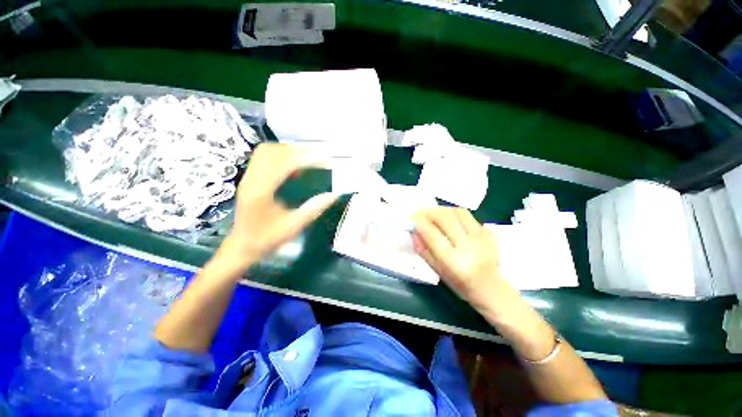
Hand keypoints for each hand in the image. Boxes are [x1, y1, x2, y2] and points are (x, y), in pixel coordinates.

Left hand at [225, 144, 337, 265]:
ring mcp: (247, 178)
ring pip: (265, 152)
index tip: (324, 160)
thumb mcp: (293, 226)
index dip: (305, 159)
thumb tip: (334, 194)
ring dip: (287, 150)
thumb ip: (314, 209)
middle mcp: (251, 180)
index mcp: (261, 192)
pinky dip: (280, 156)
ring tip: (306, 157)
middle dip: (296, 150)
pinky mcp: (249, 180)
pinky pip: (263, 159)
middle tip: (317, 155)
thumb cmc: (267, 239)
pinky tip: (293, 167)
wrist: (241, 246)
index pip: (283, 164)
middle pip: (271, 151)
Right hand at [412, 208, 508, 310]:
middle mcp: (469, 247)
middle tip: (421, 212)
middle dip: (430, 212)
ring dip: (442, 210)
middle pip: (446, 218)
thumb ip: (423, 249)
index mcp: (454, 261)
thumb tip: (413, 230)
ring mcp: (482, 238)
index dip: (420, 222)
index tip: (412, 217)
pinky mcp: (489, 232)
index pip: (432, 234)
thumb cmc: (460, 284)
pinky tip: (450, 221)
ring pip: (458, 212)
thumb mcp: (437, 270)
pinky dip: (454, 214)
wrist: (491, 288)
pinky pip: (468, 216)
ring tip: (434, 214)